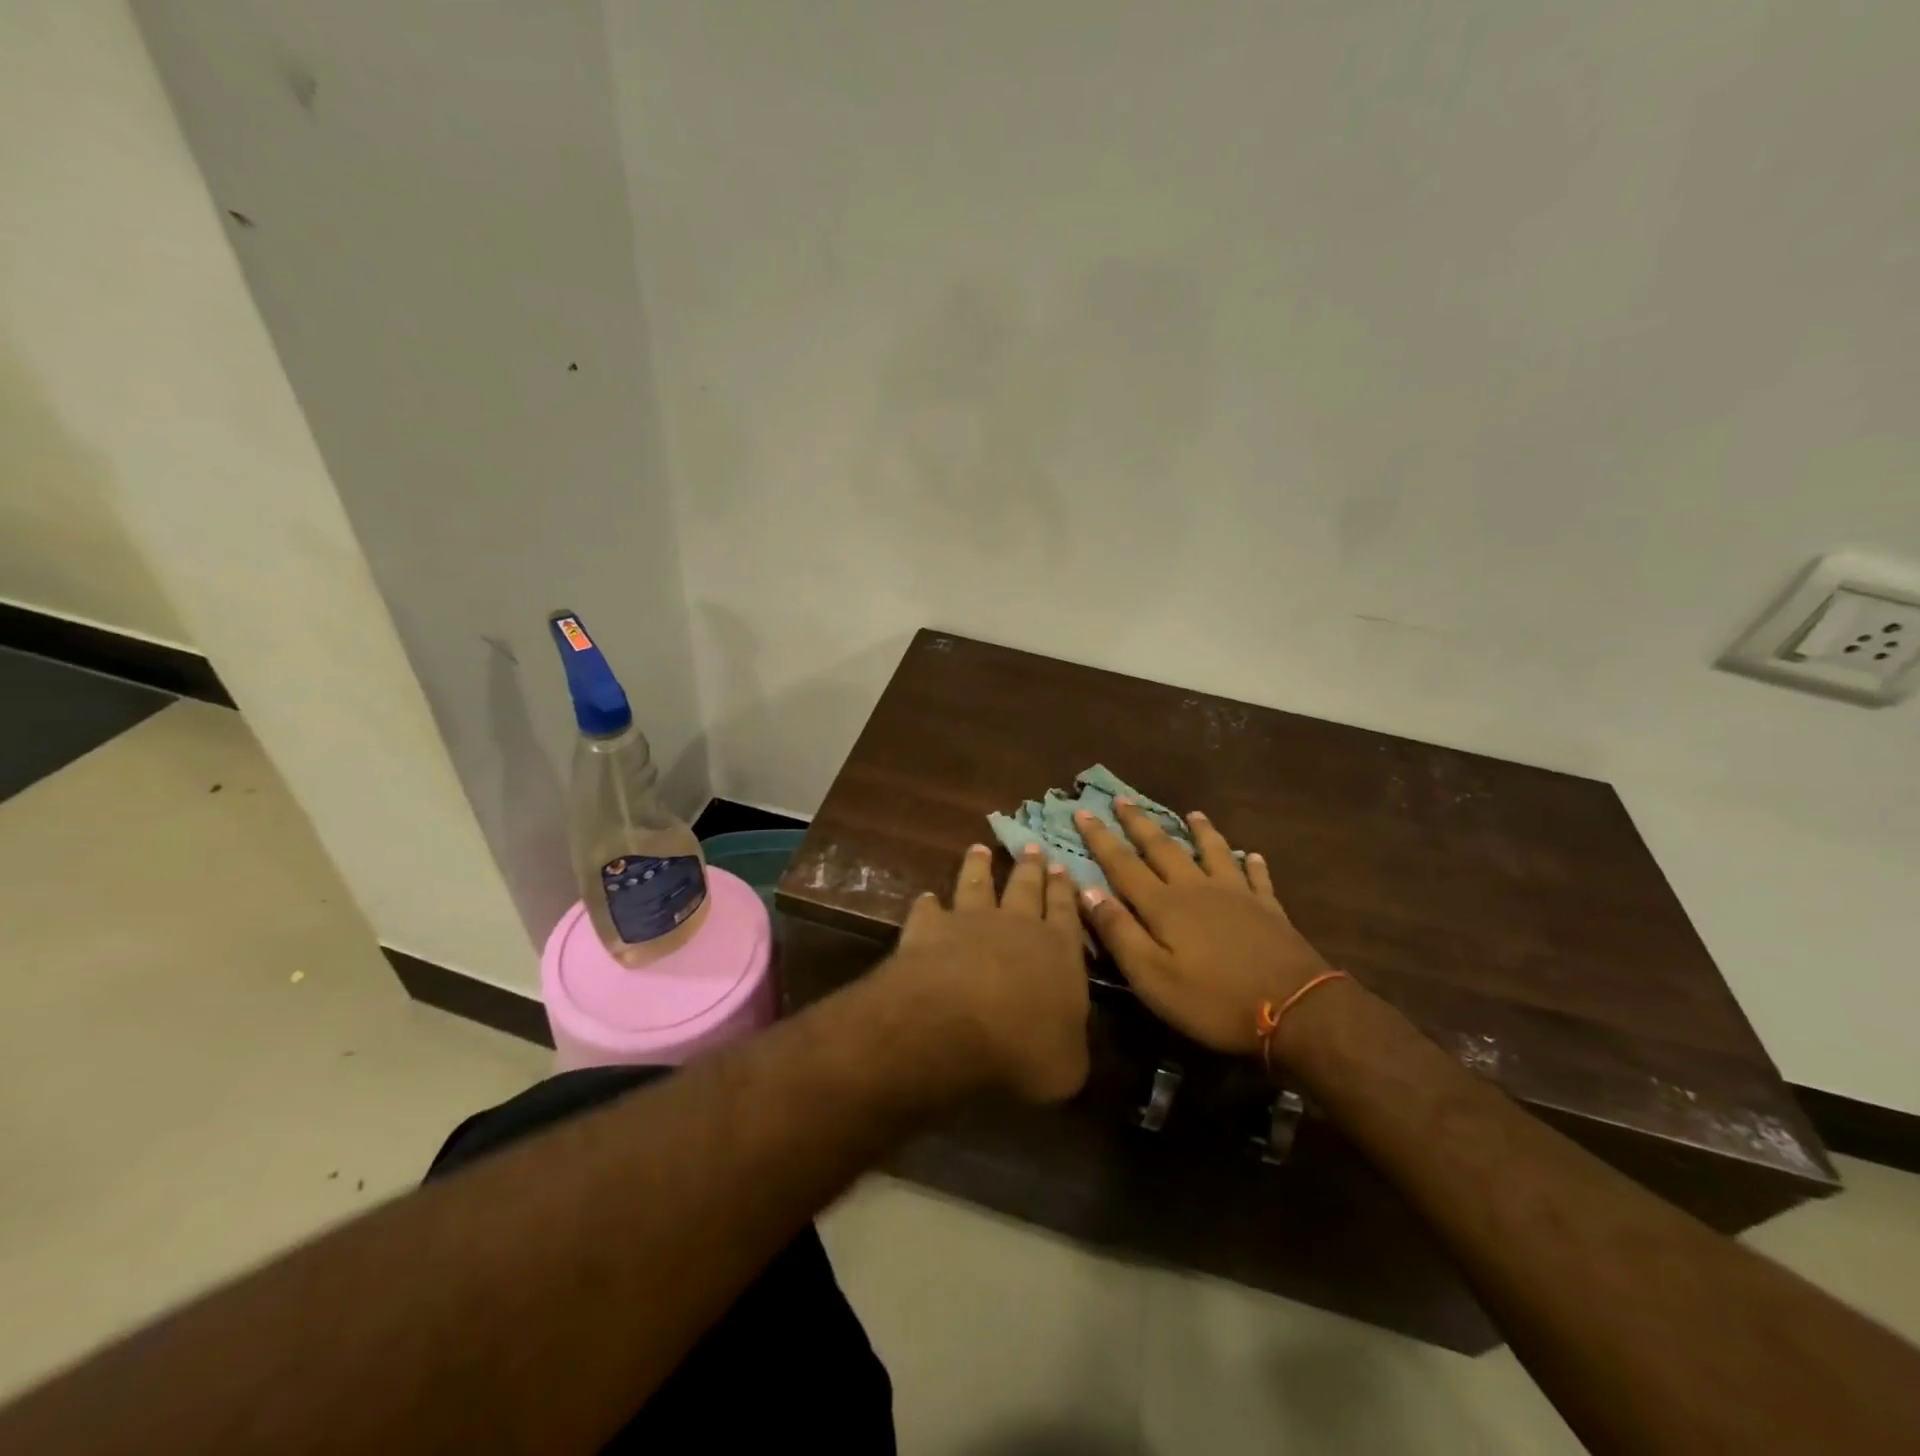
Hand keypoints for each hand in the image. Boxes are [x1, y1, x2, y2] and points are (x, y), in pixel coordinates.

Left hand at [884, 843, 1090, 1102]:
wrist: (953, 1026)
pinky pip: (928, 909)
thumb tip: (1067, 1040)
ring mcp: (969, 922)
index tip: (1062, 866)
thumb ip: (1069, 1044)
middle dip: (1031, 867)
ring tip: (979, 848)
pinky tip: (926, 898)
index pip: (1066, 913)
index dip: (1065, 891)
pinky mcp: (928, 929)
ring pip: (977, 884)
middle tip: (1032, 846)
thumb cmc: (1023, 1050)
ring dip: (979, 866)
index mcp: (1059, 952)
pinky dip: (927, 903)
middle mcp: (1016, 926)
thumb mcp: (1067, 1066)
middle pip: (1025, 888)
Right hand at [1075, 801, 1336, 1054]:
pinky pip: (1257, 877)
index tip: (1082, 812)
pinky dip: (1252, 864)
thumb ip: (1119, 932)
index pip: (1122, 864)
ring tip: (1192, 813)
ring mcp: (1237, 895)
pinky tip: (1252, 855)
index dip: (1100, 839)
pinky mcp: (1269, 909)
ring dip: (1200, 831)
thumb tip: (1087, 890)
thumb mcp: (1152, 977)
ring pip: (1213, 852)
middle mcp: (1196, 889)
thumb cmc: (1214, 1000)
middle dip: (1138, 823)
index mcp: (1164, 905)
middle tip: (1121, 799)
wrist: (1297, 1009)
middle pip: (1162, 848)